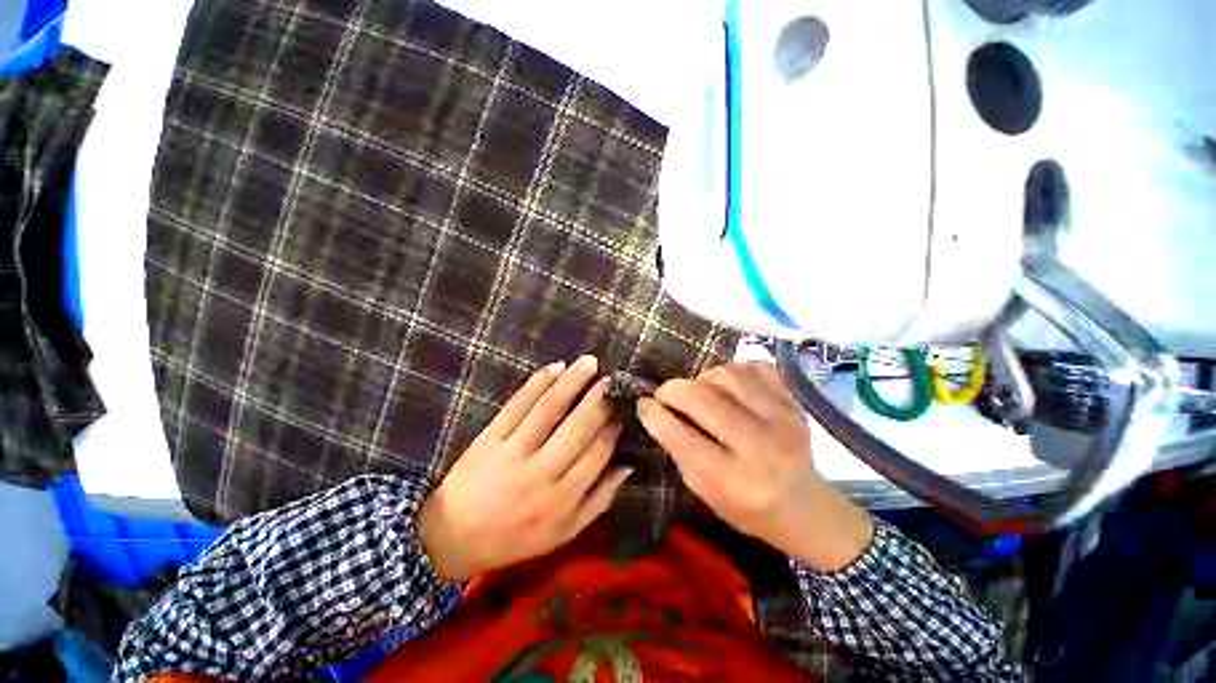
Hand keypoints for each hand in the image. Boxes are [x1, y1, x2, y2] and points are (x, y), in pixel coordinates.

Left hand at [418, 356, 630, 580]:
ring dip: (571, 382)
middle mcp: (541, 474)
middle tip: (613, 379)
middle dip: (598, 400)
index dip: (613, 427)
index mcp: (562, 499)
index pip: (596, 454)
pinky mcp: (490, 438)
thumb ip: (600, 500)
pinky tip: (555, 367)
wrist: (453, 537)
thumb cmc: (516, 537)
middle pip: (576, 428)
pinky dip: (537, 383)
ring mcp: (513, 453)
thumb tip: (628, 465)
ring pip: (548, 410)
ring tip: (590, 362)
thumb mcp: (564, 532)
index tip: (624, 407)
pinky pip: (517, 405)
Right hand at [637, 362, 873, 571]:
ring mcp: (783, 419)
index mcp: (735, 480)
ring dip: (702, 379)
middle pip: (704, 399)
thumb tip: (654, 410)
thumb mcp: (705, 492)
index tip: (643, 404)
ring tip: (698, 391)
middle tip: (665, 394)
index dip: (655, 415)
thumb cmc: (748, 507)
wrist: (806, 507)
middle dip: (673, 390)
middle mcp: (761, 446)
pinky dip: (733, 370)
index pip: (683, 438)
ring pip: (728, 375)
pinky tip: (726, 385)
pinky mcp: (794, 403)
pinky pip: (755, 367)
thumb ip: (679, 450)